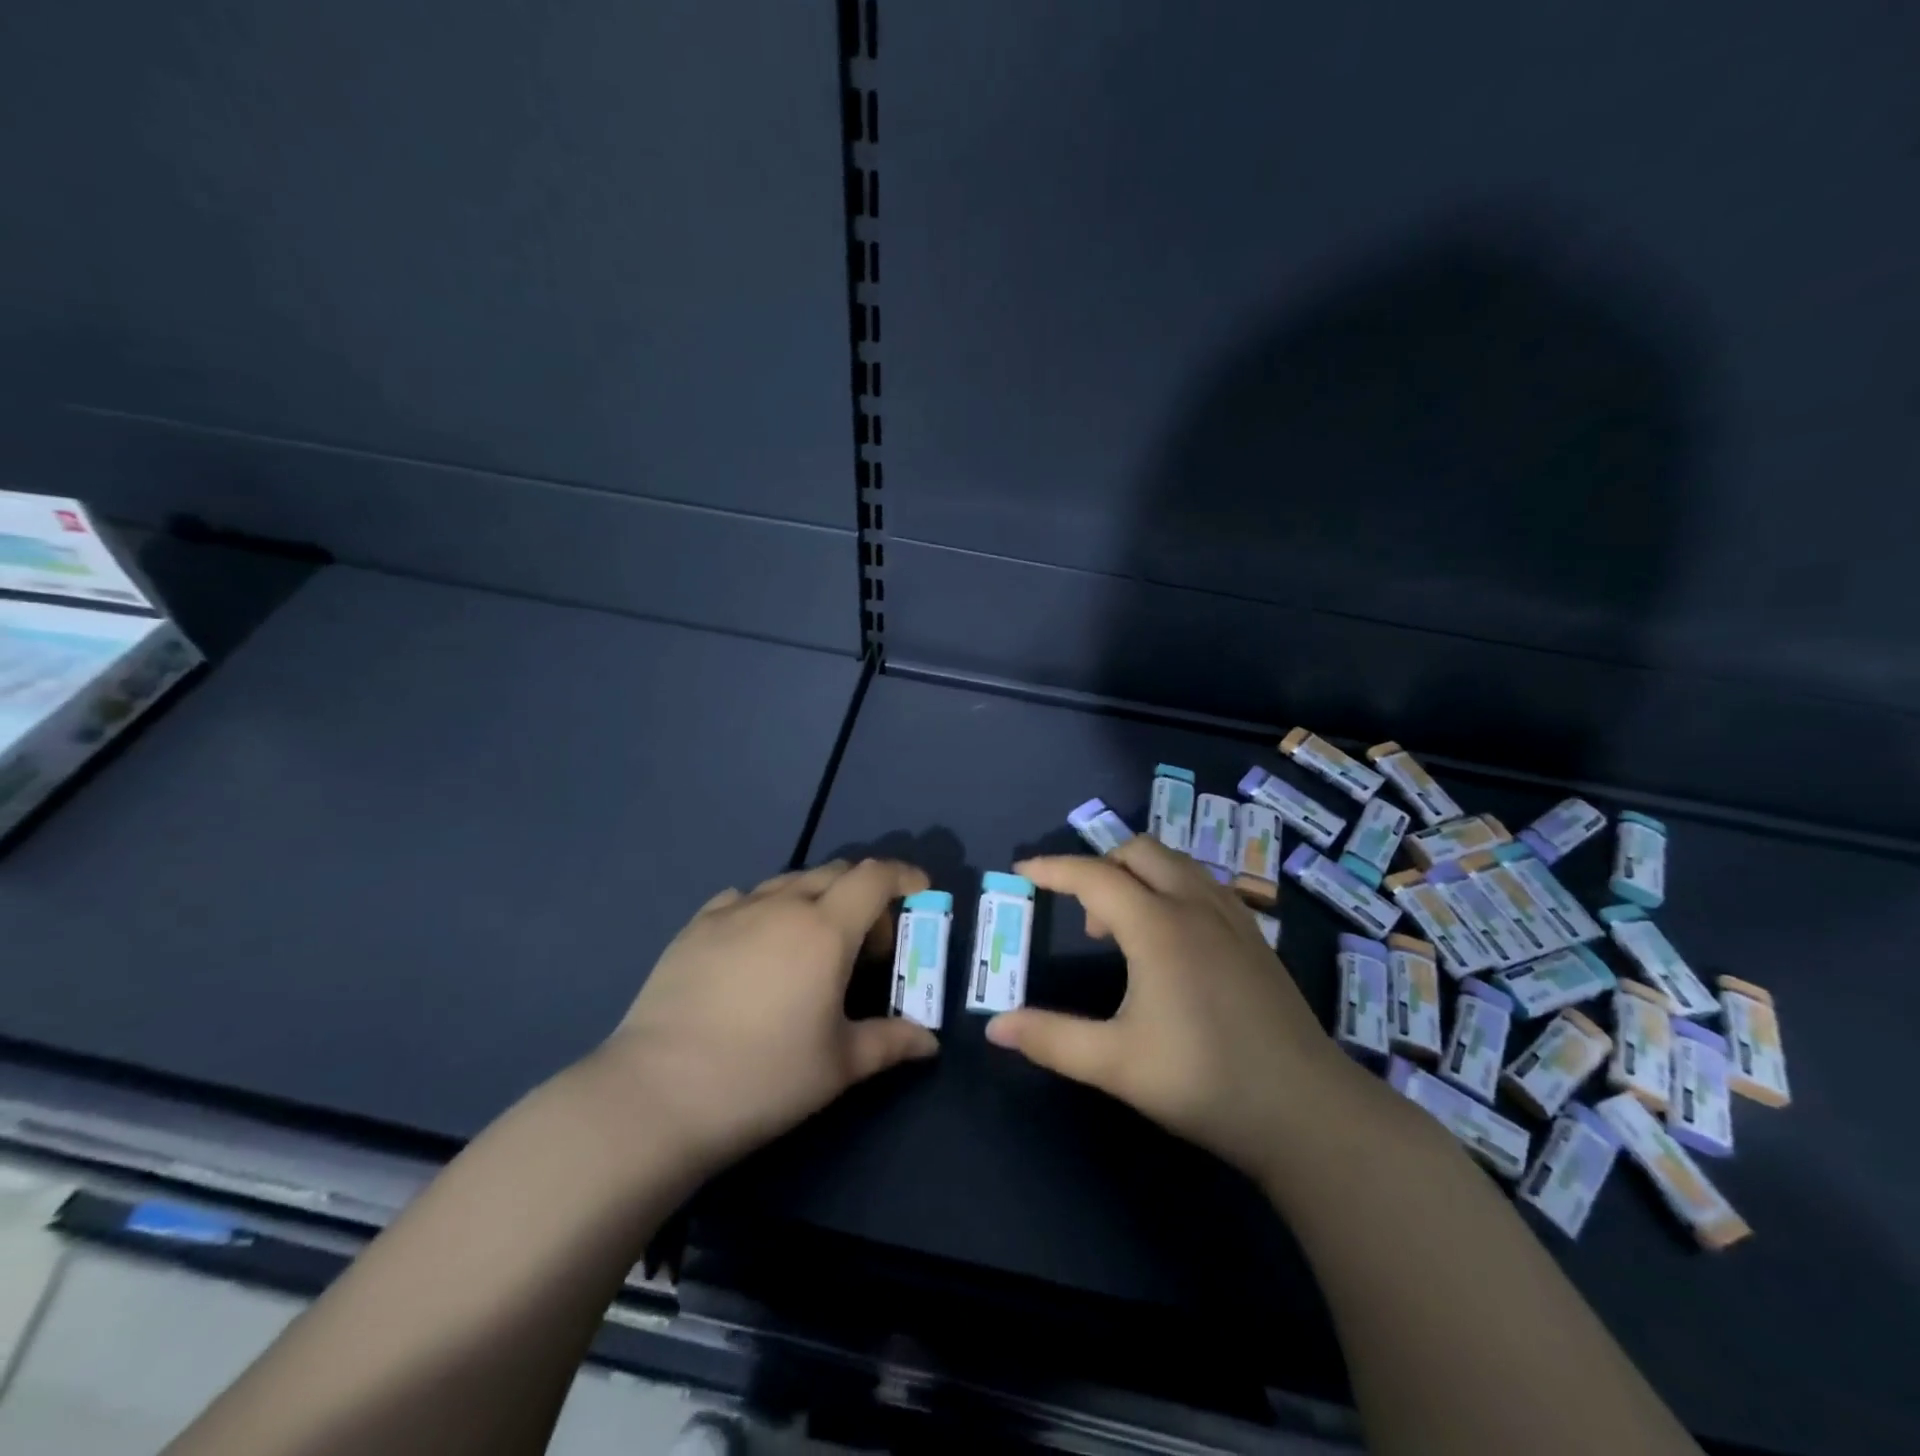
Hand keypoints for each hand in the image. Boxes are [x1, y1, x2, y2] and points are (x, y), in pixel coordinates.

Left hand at [590, 860, 939, 1174]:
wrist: (658, 1094)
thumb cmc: (764, 1077)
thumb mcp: (839, 1065)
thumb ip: (890, 1042)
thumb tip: (928, 1042)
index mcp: (825, 929)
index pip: (875, 877)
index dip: (904, 876)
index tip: (920, 894)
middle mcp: (782, 905)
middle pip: (835, 872)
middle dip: (864, 894)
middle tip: (868, 944)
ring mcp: (734, 911)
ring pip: (789, 882)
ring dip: (816, 898)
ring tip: (813, 945)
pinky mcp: (695, 926)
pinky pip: (744, 898)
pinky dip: (767, 908)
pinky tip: (758, 945)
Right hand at [985, 837, 1357, 1180]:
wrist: (1306, 1111)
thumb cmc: (1203, 1081)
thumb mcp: (1116, 1063)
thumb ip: (1052, 1039)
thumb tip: (995, 1027)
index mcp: (1157, 926)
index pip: (1093, 876)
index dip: (1053, 869)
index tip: (1022, 871)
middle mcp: (1194, 906)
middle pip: (1139, 851)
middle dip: (1100, 865)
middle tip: (1082, 913)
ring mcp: (1232, 917)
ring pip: (1177, 863)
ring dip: (1139, 874)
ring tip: (1123, 927)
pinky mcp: (1255, 937)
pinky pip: (1203, 884)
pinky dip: (1172, 887)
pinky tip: (1171, 938)